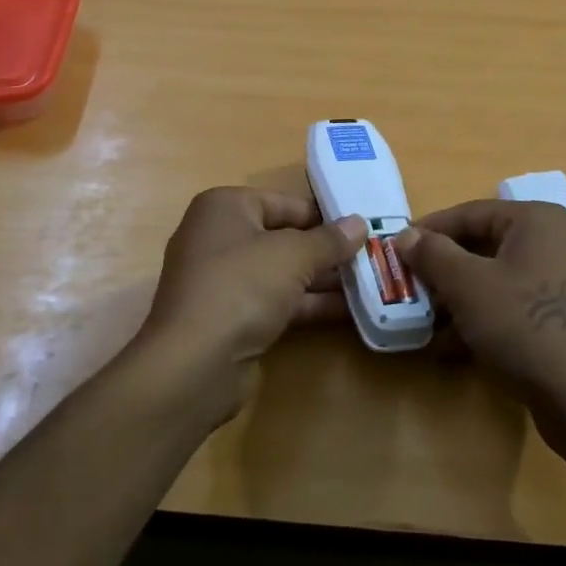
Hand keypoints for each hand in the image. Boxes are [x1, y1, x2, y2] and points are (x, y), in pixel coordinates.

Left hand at [142, 187, 367, 424]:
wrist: (195, 363)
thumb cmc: (241, 286)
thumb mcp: (294, 255)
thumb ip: (329, 240)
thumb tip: (359, 223)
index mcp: (224, 207)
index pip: (283, 202)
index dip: (323, 214)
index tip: (362, 226)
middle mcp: (219, 238)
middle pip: (283, 237)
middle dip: (325, 249)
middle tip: (371, 255)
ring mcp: (223, 281)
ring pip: (281, 273)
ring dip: (322, 279)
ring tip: (368, 282)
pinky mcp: (231, 318)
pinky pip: (276, 301)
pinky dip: (307, 304)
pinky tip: (347, 310)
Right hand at [395, 200, 565, 462]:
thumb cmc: (525, 326)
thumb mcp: (468, 285)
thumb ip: (432, 254)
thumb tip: (406, 235)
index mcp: (537, 220)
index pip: (469, 213)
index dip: (428, 231)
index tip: (394, 251)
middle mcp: (555, 241)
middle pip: (483, 244)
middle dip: (442, 268)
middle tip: (408, 286)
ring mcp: (562, 281)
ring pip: (495, 277)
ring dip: (457, 296)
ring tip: (424, 318)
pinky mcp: (563, 317)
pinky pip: (512, 304)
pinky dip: (482, 316)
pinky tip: (452, 343)